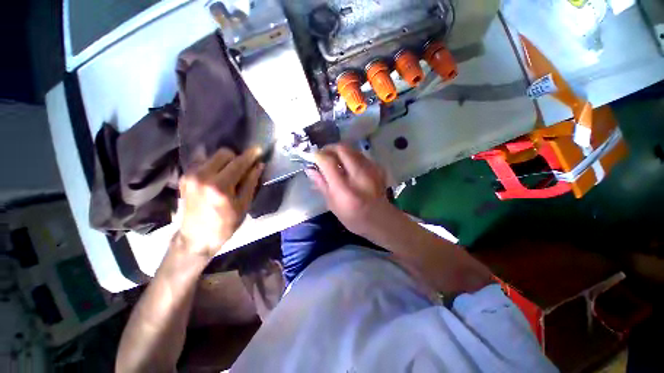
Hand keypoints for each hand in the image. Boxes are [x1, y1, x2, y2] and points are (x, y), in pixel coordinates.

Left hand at [178, 147, 263, 257]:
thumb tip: (259, 165)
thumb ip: (251, 183)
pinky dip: (214, 164)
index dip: (250, 155)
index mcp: (219, 186)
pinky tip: (218, 175)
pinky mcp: (184, 177)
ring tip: (230, 173)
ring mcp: (190, 175)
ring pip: (212, 155)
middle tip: (243, 168)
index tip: (258, 149)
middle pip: (224, 153)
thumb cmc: (225, 224)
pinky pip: (202, 161)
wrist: (196, 238)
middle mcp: (202, 176)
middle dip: (237, 157)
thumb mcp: (243, 205)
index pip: (238, 163)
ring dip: (225, 160)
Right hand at [307, 144, 394, 236]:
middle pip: (342, 149)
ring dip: (340, 151)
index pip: (328, 162)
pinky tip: (349, 166)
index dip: (318, 156)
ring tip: (335, 160)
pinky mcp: (378, 168)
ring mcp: (371, 170)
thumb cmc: (353, 217)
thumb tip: (310, 169)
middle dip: (329, 148)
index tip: (313, 157)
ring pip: (352, 149)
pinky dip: (351, 156)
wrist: (381, 220)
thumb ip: (322, 185)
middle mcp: (359, 176)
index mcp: (345, 189)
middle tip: (323, 155)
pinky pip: (361, 155)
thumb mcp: (333, 205)